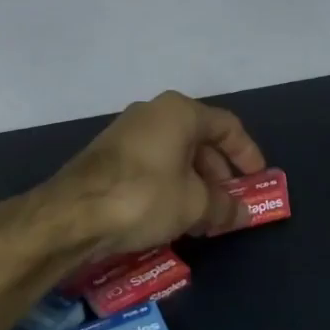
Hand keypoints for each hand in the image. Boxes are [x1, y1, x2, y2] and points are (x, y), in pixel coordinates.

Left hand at [53, 91, 266, 257]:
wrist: (71, 214)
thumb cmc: (144, 197)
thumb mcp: (194, 205)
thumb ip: (224, 207)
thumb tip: (243, 214)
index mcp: (180, 112)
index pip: (227, 127)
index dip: (247, 153)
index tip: (258, 179)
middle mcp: (153, 114)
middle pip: (199, 140)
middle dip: (219, 174)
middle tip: (229, 203)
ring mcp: (126, 133)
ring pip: (174, 155)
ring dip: (194, 184)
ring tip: (203, 217)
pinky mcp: (107, 156)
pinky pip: (152, 166)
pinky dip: (169, 186)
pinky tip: (172, 216)